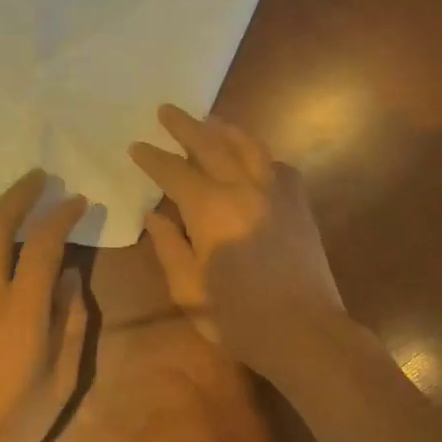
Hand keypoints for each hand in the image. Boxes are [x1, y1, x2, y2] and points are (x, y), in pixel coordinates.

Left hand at [0, 171, 90, 441]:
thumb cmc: (15, 419)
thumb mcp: (63, 378)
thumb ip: (71, 322)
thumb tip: (69, 277)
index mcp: (23, 308)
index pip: (44, 242)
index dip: (62, 215)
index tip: (76, 201)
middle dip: (20, 195)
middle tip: (39, 179)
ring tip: (5, 205)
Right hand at [129, 105, 343, 374]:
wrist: (305, 331)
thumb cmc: (239, 317)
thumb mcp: (189, 289)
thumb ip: (169, 247)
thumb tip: (155, 216)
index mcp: (210, 209)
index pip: (174, 172)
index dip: (152, 158)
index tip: (136, 146)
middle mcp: (244, 188)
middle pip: (211, 144)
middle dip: (185, 126)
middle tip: (166, 110)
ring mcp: (277, 192)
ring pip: (248, 146)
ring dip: (224, 128)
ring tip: (208, 119)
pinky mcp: (299, 203)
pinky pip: (276, 165)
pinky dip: (259, 154)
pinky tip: (252, 157)